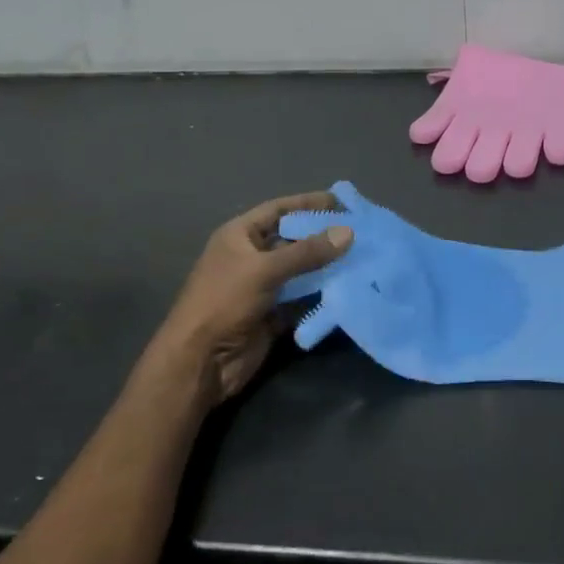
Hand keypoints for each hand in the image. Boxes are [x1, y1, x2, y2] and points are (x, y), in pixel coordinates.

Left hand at [154, 193, 351, 408]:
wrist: (201, 361)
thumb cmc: (224, 302)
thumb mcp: (265, 270)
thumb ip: (307, 252)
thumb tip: (348, 232)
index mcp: (240, 236)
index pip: (279, 210)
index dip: (308, 203)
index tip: (342, 202)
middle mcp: (251, 257)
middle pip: (293, 240)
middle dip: (324, 236)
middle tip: (361, 232)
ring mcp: (263, 286)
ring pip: (301, 270)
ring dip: (327, 266)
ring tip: (362, 259)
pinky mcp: (273, 313)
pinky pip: (303, 298)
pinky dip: (322, 294)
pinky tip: (348, 288)